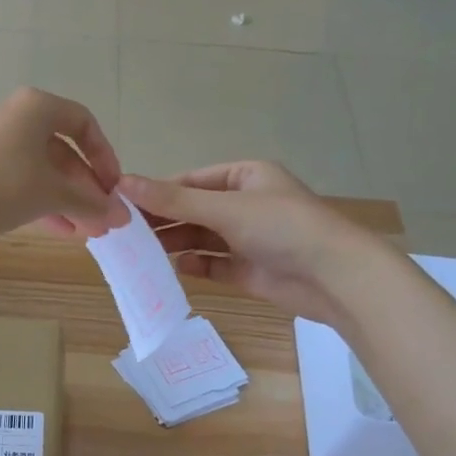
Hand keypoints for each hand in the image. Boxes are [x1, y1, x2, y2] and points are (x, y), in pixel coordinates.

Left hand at [0, 89, 128, 238]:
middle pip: (64, 153)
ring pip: (45, 172)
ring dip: (69, 202)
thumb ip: (90, 203)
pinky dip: (45, 204)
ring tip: (88, 232)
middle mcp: (19, 119)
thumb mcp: (53, 193)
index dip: (105, 157)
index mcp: (38, 108)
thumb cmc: (5, 183)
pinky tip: (63, 231)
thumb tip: (121, 216)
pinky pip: (24, 183)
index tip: (113, 187)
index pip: (84, 124)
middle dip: (87, 190)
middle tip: (104, 219)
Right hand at [120, 162, 386, 326]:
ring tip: (139, 252)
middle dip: (162, 220)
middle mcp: (244, 205)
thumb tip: (123, 183)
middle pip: (192, 211)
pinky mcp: (248, 270)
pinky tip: (173, 269)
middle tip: (123, 233)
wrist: (334, 278)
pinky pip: (212, 265)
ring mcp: (246, 239)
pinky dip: (194, 266)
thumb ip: (173, 200)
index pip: (189, 182)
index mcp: (244, 177)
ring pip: (200, 239)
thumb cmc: (283, 228)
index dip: (157, 192)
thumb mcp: (225, 208)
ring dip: (174, 244)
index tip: (121, 204)